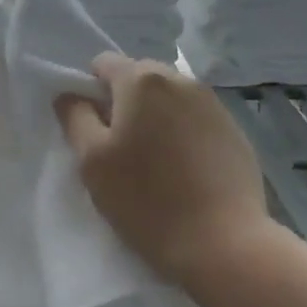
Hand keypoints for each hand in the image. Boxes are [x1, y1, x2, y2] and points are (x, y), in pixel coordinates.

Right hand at [56, 54, 270, 287]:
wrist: (224, 242)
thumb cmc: (147, 199)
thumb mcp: (92, 161)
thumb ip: (75, 118)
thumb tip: (71, 95)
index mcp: (142, 80)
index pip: (104, 63)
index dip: (91, 91)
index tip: (94, 130)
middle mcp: (181, 80)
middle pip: (139, 77)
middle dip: (125, 102)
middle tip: (121, 149)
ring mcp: (213, 104)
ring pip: (170, 98)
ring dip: (156, 117)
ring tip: (155, 162)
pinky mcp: (234, 130)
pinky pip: (196, 119)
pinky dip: (184, 133)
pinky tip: (185, 171)